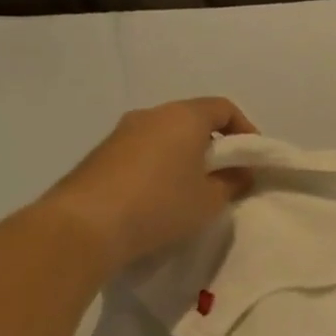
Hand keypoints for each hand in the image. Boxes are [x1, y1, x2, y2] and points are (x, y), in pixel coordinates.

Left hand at [39, 97, 255, 271]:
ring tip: (194, 189)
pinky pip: (143, 151)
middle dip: (215, 144)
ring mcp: (121, 133)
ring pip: (166, 136)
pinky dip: (160, 166)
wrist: (83, 226)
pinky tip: (161, 197)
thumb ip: (233, 182)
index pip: (224, 108)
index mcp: (183, 117)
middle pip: (193, 119)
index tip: (251, 159)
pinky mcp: (101, 155)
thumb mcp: (211, 200)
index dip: (245, 130)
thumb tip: (239, 173)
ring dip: (185, 156)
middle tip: (226, 175)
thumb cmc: (160, 205)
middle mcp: (151, 115)